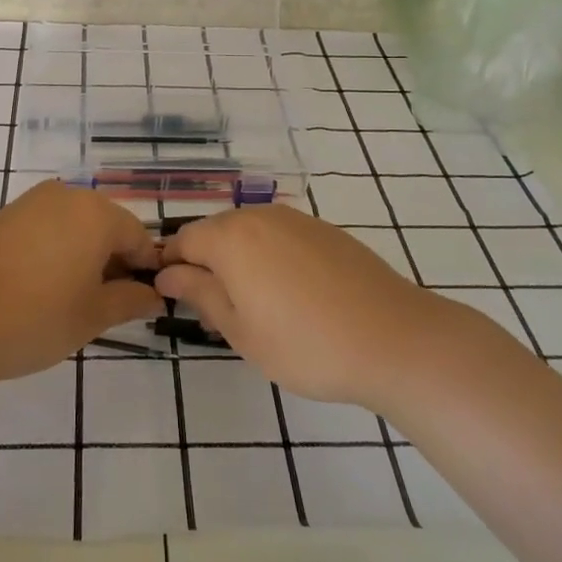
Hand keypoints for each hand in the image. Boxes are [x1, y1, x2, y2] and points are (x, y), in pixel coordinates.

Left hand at [0, 182, 163, 386]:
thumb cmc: (33, 318)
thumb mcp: (92, 316)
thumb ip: (130, 301)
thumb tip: (154, 296)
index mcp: (96, 213)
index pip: (138, 237)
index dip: (146, 270)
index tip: (143, 302)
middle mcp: (65, 196)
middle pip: (105, 226)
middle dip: (113, 262)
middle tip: (107, 306)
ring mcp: (27, 203)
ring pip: (72, 227)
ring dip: (82, 257)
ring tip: (72, 301)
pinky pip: (41, 230)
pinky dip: (52, 253)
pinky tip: (39, 289)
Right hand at [159, 204, 446, 406]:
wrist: (394, 339)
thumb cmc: (306, 344)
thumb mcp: (240, 329)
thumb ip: (200, 293)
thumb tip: (167, 274)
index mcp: (231, 237)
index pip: (183, 240)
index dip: (171, 267)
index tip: (171, 297)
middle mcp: (260, 216)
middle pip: (215, 232)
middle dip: (205, 263)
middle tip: (214, 310)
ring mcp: (296, 219)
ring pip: (249, 233)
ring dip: (239, 260)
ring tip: (253, 305)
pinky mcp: (325, 230)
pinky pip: (280, 236)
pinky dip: (270, 257)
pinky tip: (289, 294)